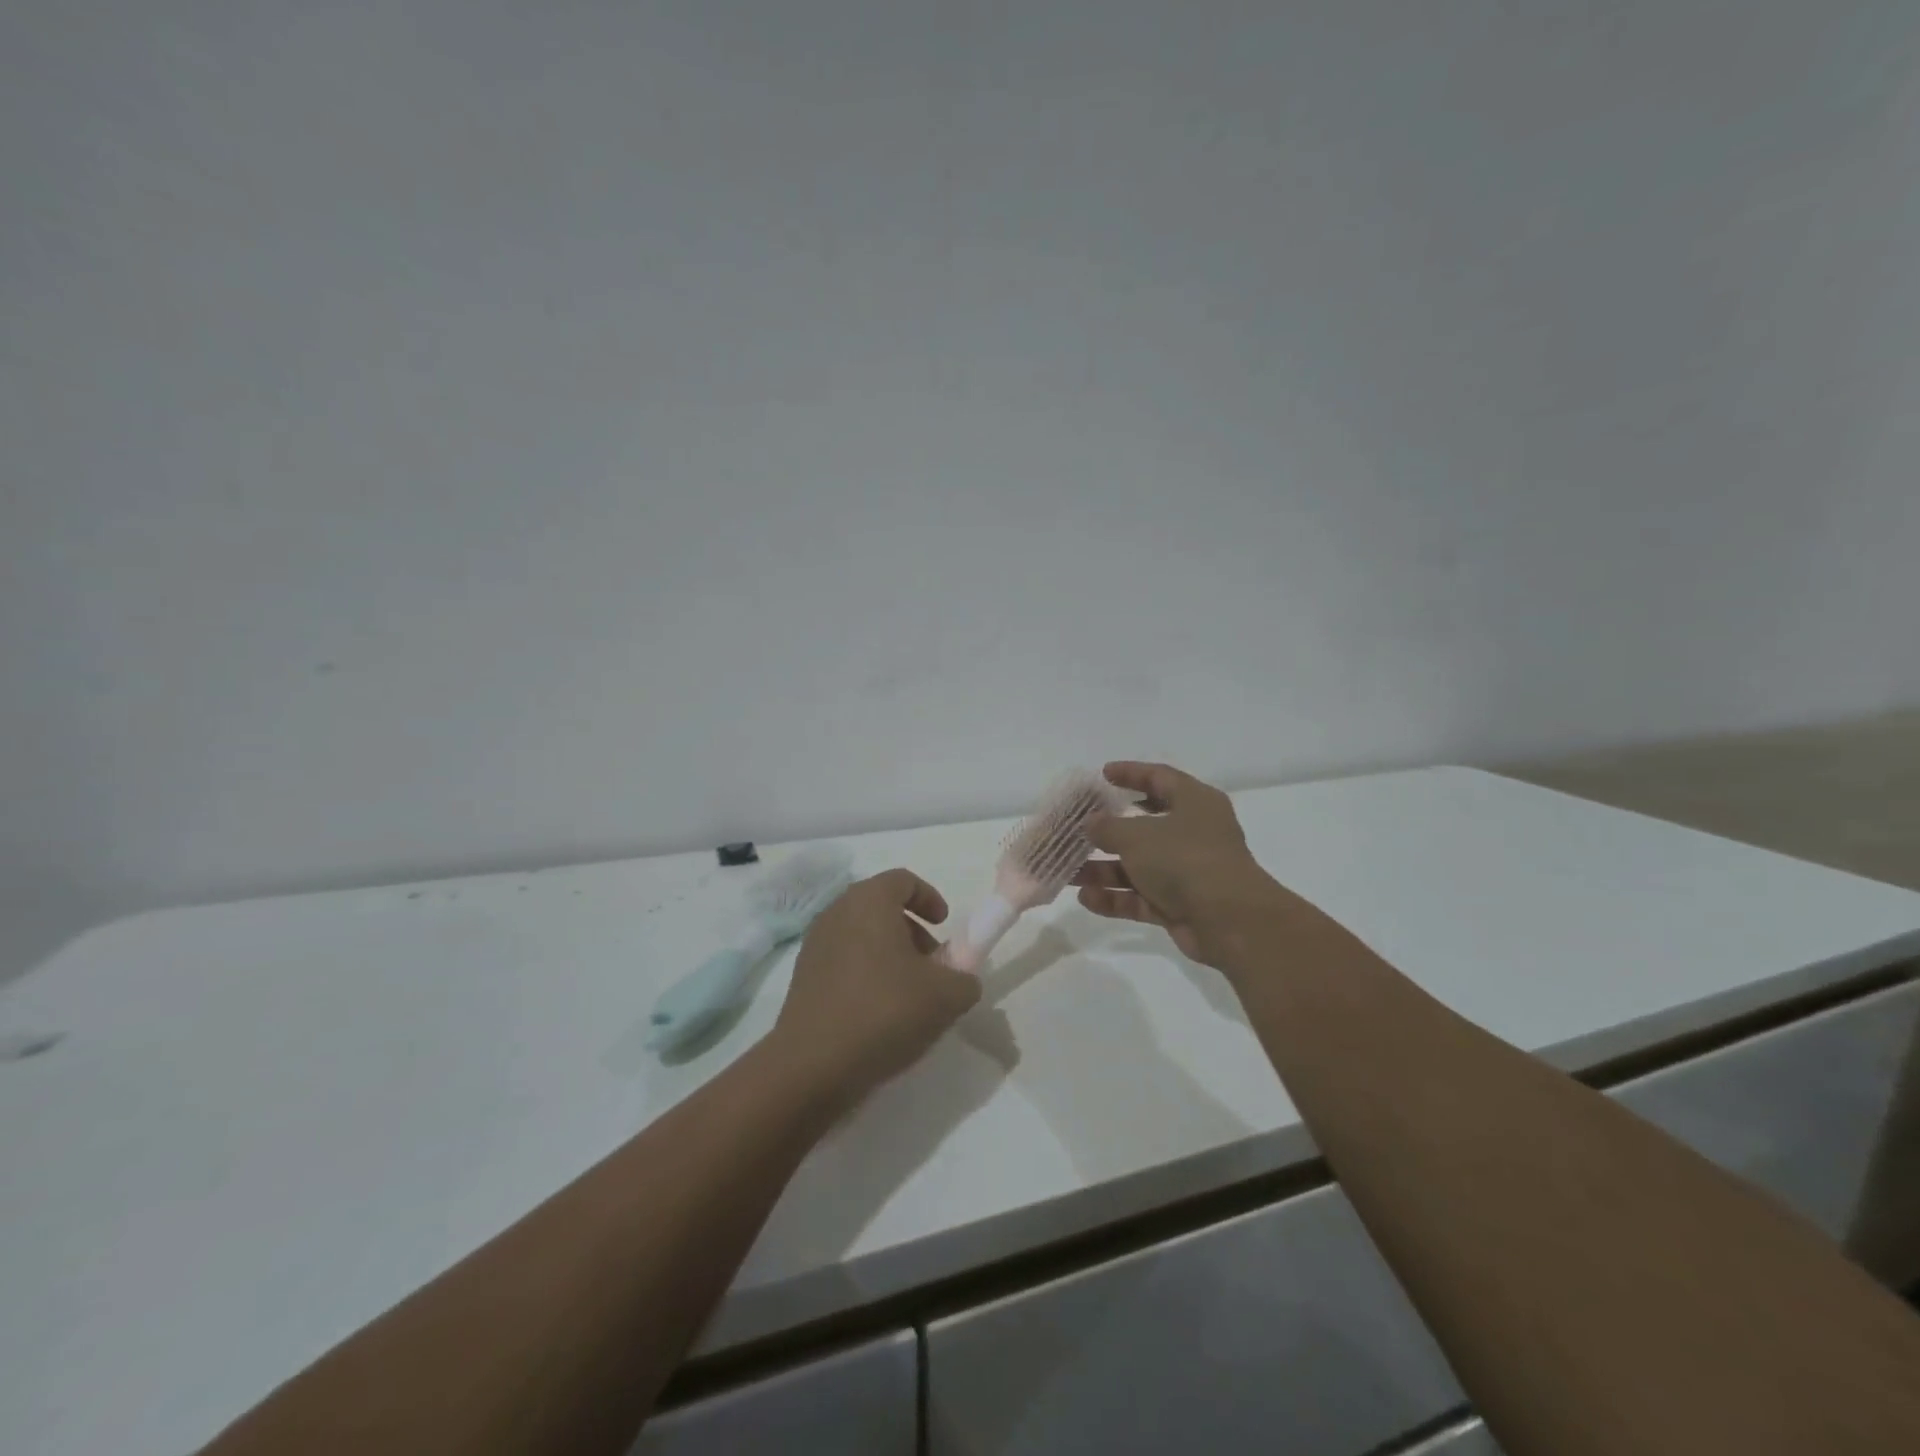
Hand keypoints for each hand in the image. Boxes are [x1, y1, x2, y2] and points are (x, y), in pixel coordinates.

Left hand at [770, 869, 981, 1106]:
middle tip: (932, 965)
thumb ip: (965, 979)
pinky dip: (866, 973)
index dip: (930, 898)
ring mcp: (814, 944)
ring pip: (861, 935)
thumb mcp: (946, 996)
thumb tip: (961, 980)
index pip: (903, 880)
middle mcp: (837, 912)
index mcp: (869, 901)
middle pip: (881, 907)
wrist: (813, 1065)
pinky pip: (843, 961)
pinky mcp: (802, 977)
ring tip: (909, 994)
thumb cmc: (884, 1011)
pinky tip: (880, 1013)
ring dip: (890, 954)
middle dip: (912, 930)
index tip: (945, 927)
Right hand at [1072, 761, 1288, 969]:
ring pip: (1139, 865)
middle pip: (1145, 825)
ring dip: (1104, 868)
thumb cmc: (1184, 859)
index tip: (1102, 774)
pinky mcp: (1181, 905)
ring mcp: (1188, 871)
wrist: (1229, 921)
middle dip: (1109, 829)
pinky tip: (1086, 899)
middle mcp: (1194, 833)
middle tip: (1078, 826)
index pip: (1160, 778)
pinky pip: (1142, 896)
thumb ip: (1108, 826)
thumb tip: (1091, 823)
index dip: (1131, 773)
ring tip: (1068, 870)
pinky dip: (1116, 897)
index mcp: (1194, 802)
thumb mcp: (1137, 835)